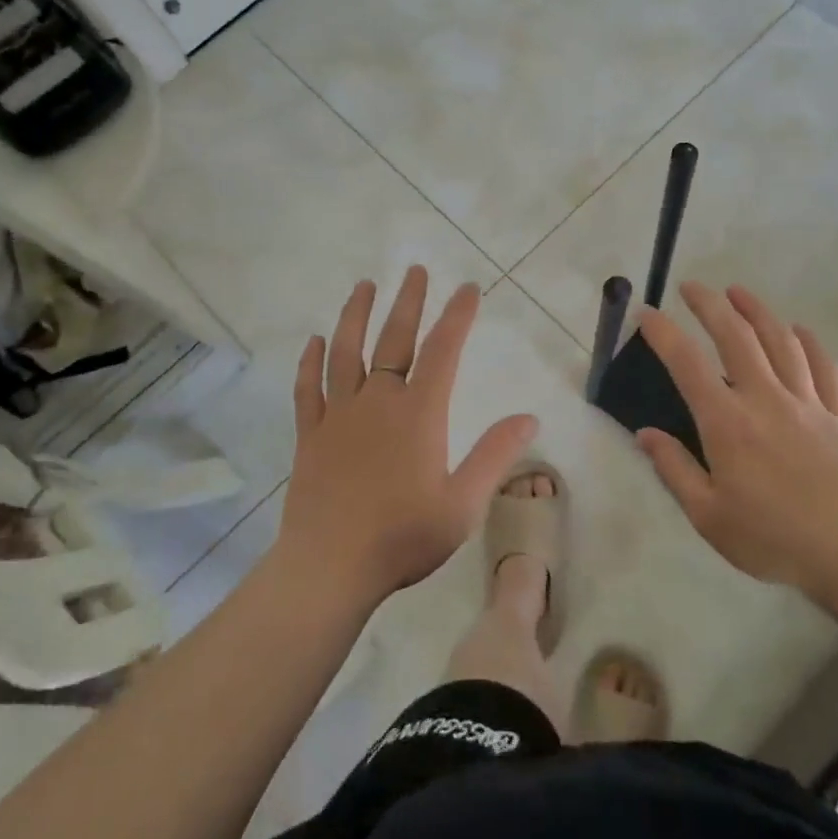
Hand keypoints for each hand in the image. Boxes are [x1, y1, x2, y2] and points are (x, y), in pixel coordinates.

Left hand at [275, 266, 537, 610]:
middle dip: (407, 303)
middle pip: (393, 340)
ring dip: (355, 316)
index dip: (457, 317)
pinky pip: (308, 388)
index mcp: (418, 415)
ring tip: (363, 287)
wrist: (329, 567)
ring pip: (345, 352)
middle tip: (415, 270)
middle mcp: (377, 402)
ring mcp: (338, 416)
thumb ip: (494, 455)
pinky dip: (310, 362)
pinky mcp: (310, 435)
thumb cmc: (402, 538)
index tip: (468, 289)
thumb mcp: (463, 503)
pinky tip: (315, 341)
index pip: (442, 352)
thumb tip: (528, 417)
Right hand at [634, 282, 837, 607]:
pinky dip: (810, 342)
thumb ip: (674, 470)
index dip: (663, 333)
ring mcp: (808, 404)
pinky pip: (825, 367)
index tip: (646, 312)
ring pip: (781, 342)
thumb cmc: (774, 539)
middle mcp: (765, 400)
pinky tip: (800, 331)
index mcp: (727, 423)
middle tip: (692, 286)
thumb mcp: (708, 516)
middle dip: (710, 305)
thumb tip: (645, 435)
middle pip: (736, 337)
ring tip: (738, 292)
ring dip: (757, 311)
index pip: (687, 364)